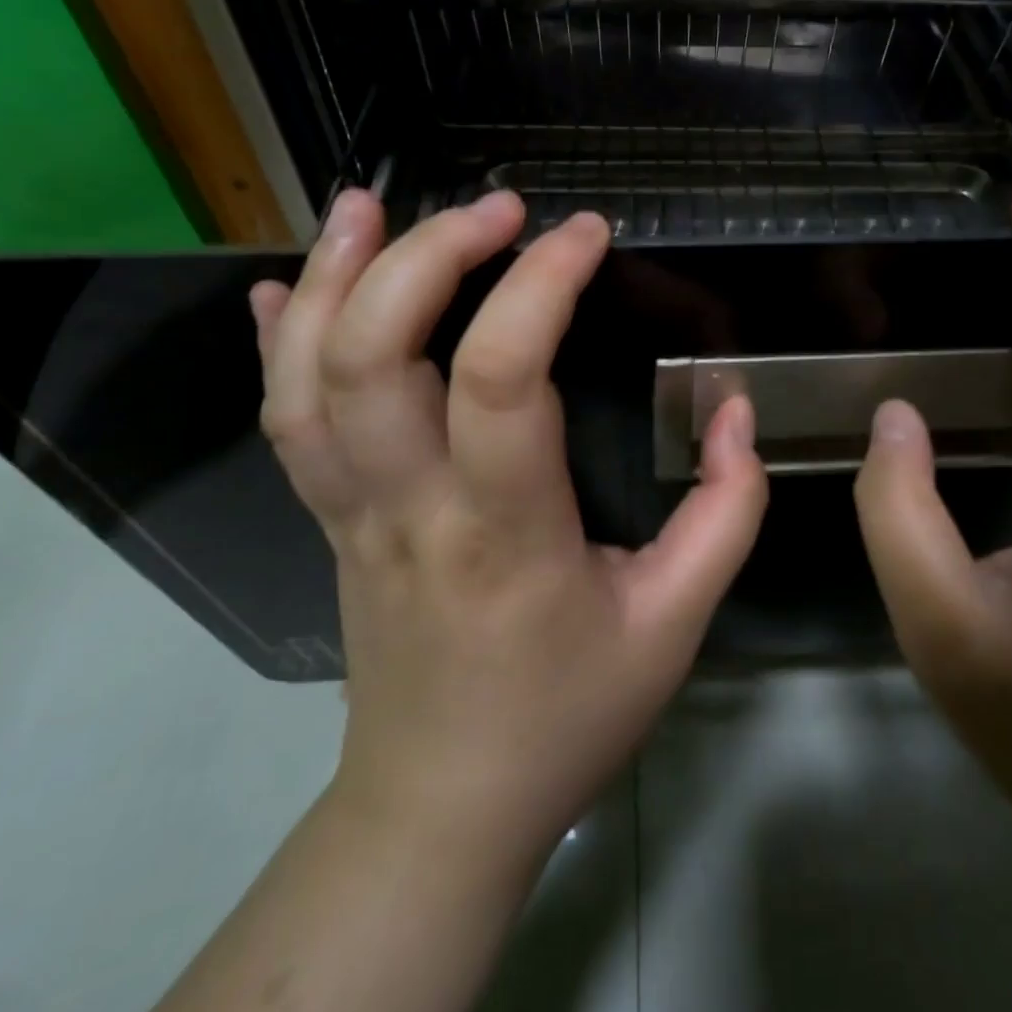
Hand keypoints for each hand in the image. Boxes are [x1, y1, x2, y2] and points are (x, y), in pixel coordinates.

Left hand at [249, 189, 767, 874]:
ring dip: (331, 277)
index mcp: (504, 533)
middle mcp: (408, 508)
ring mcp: (350, 513)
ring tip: (366, 203)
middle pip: (372, 357)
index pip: (501, 378)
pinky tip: (285, 285)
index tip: (584, 234)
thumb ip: (725, 513)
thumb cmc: (566, 716)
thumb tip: (737, 414)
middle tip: (494, 208)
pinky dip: (274, 342)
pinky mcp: (327, 521)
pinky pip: (283, 422)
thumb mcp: (676, 625)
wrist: (442, 807)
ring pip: (305, 379)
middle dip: (426, 257)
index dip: (540, 285)